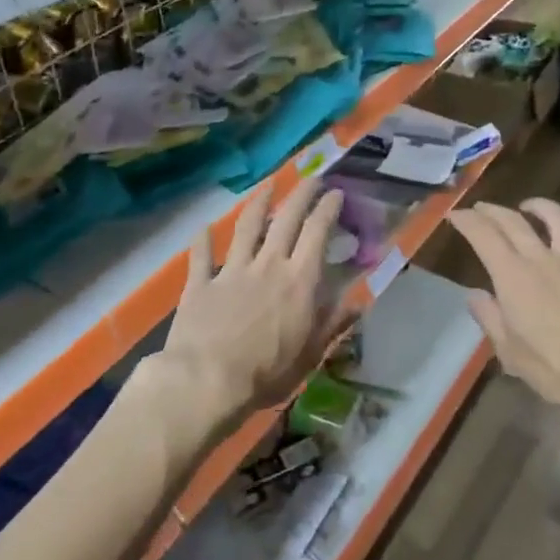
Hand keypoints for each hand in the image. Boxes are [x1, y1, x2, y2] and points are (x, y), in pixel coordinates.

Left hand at [160, 183, 347, 422]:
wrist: (207, 381)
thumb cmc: (268, 372)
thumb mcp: (311, 353)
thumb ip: (333, 323)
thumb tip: (358, 302)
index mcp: (299, 280)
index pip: (317, 232)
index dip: (327, 208)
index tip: (335, 193)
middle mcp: (268, 264)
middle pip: (286, 219)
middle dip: (301, 194)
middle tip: (311, 178)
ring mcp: (232, 270)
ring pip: (247, 226)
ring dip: (258, 202)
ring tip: (267, 185)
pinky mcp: (201, 283)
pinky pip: (201, 255)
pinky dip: (203, 240)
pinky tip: (203, 228)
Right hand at [446, 199, 559, 434]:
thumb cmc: (553, 369)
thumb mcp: (508, 351)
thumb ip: (489, 317)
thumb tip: (475, 296)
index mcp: (513, 275)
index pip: (483, 234)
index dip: (467, 220)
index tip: (457, 216)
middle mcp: (542, 257)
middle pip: (513, 220)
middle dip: (492, 210)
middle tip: (482, 209)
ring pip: (557, 216)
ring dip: (538, 207)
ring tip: (529, 208)